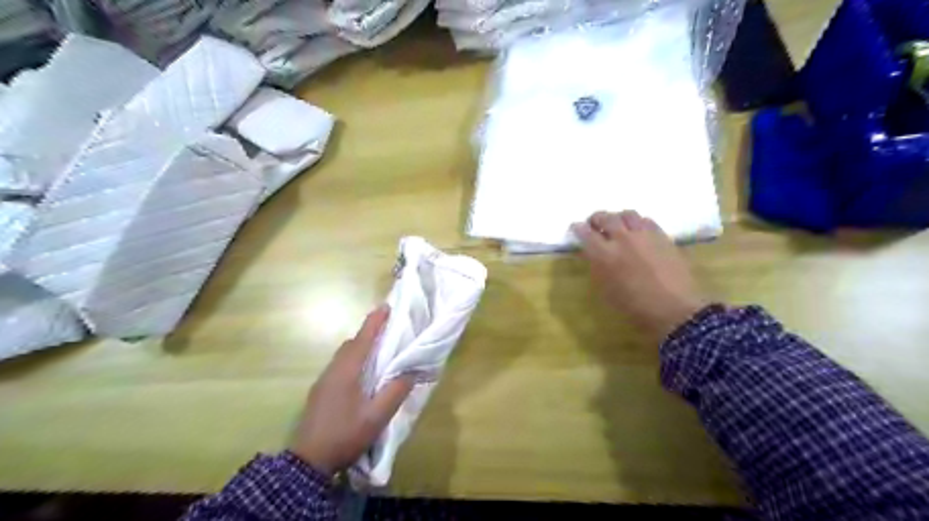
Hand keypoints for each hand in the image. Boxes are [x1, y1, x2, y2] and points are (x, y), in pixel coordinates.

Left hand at [290, 305, 413, 474]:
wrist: (309, 462)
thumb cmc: (345, 434)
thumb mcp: (376, 416)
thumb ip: (395, 391)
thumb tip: (411, 371)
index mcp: (347, 371)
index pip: (363, 338)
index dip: (375, 321)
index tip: (386, 307)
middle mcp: (333, 370)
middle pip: (351, 344)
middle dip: (369, 333)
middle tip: (388, 332)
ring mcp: (323, 381)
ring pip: (344, 355)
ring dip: (360, 347)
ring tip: (378, 352)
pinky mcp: (320, 392)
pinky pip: (339, 366)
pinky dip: (353, 360)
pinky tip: (361, 375)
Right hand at [570, 209, 709, 339]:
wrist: (675, 309)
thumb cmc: (635, 307)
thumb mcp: (606, 291)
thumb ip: (597, 268)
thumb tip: (593, 255)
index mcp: (603, 254)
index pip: (585, 233)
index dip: (579, 228)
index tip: (576, 227)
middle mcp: (622, 238)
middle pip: (605, 217)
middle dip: (597, 219)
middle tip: (595, 224)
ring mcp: (643, 234)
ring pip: (627, 214)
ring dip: (618, 218)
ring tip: (618, 225)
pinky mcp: (662, 236)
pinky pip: (646, 220)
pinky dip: (638, 223)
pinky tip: (639, 232)